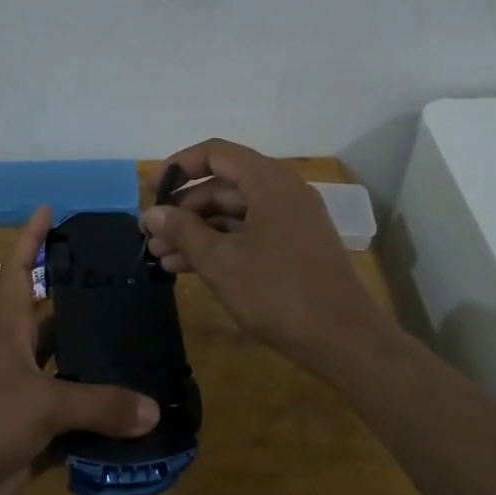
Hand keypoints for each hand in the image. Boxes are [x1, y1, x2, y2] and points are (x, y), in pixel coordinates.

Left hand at [0, 206, 159, 494]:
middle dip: (86, 306)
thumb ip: (98, 405)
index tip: (49, 209)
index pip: (20, 271)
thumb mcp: (41, 403)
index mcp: (11, 331)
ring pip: (70, 372)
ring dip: (100, 368)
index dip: (32, 239)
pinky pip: (75, 421)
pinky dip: (101, 421)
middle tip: (130, 290)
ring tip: (146, 352)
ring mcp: (26, 395)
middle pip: (56, 322)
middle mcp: (19, 356)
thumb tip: (153, 411)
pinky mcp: (34, 433)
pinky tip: (136, 417)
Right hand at [141, 139, 386, 371]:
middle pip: (222, 186)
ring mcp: (290, 222)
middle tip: (151, 235)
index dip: (179, 166)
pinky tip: (186, 269)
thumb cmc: (278, 292)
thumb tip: (152, 213)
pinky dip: (218, 246)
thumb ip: (183, 231)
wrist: (344, 341)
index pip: (216, 154)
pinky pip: (247, 235)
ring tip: (160, 256)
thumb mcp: (221, 261)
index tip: (151, 191)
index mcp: (269, 182)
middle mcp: (282, 193)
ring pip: (232, 215)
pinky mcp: (293, 249)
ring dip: (196, 232)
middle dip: (183, 210)